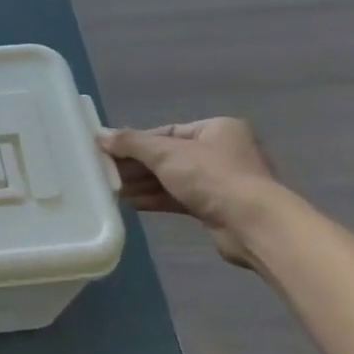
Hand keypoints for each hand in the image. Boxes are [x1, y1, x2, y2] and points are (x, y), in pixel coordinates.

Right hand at [98, 119, 279, 267]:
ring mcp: (220, 182)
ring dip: (143, 183)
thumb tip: (101, 136)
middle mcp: (221, 152)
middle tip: (106, 172)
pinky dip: (155, 198)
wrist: (252, 224)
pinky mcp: (215, 207)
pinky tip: (131, 202)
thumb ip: (131, 143)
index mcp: (216, 129)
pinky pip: (178, 198)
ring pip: (172, 178)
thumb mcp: (166, 153)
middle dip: (137, 165)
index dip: (136, 141)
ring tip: (113, 189)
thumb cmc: (211, 177)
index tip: (109, 151)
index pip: (167, 131)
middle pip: (168, 155)